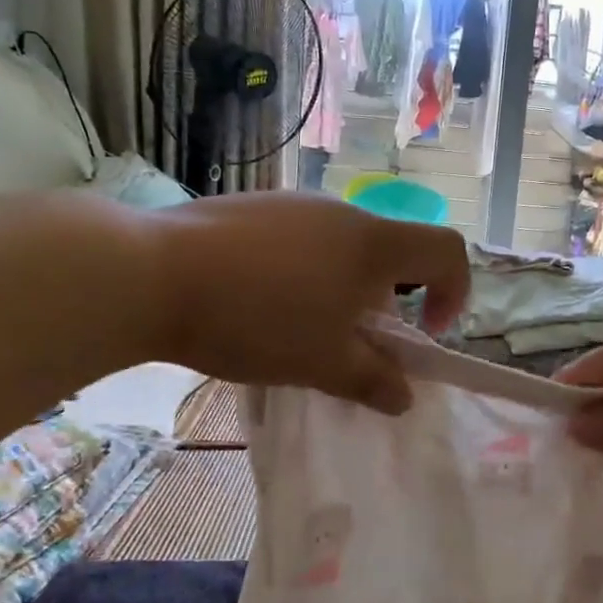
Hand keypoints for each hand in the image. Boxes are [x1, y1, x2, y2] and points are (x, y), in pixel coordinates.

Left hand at [134, 191, 468, 413]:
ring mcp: (291, 205)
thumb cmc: (254, 320)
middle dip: (387, 303)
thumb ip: (373, 381)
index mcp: (372, 244)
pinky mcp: (251, 209)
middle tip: (353, 344)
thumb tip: (403, 396)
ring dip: (342, 290)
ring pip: (341, 248)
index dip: (455, 292)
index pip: (447, 250)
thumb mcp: (321, 363)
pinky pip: (298, 241)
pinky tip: (256, 305)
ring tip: (299, 329)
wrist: (148, 273)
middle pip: (391, 252)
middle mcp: (340, 213)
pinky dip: (302, 274)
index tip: (424, 334)